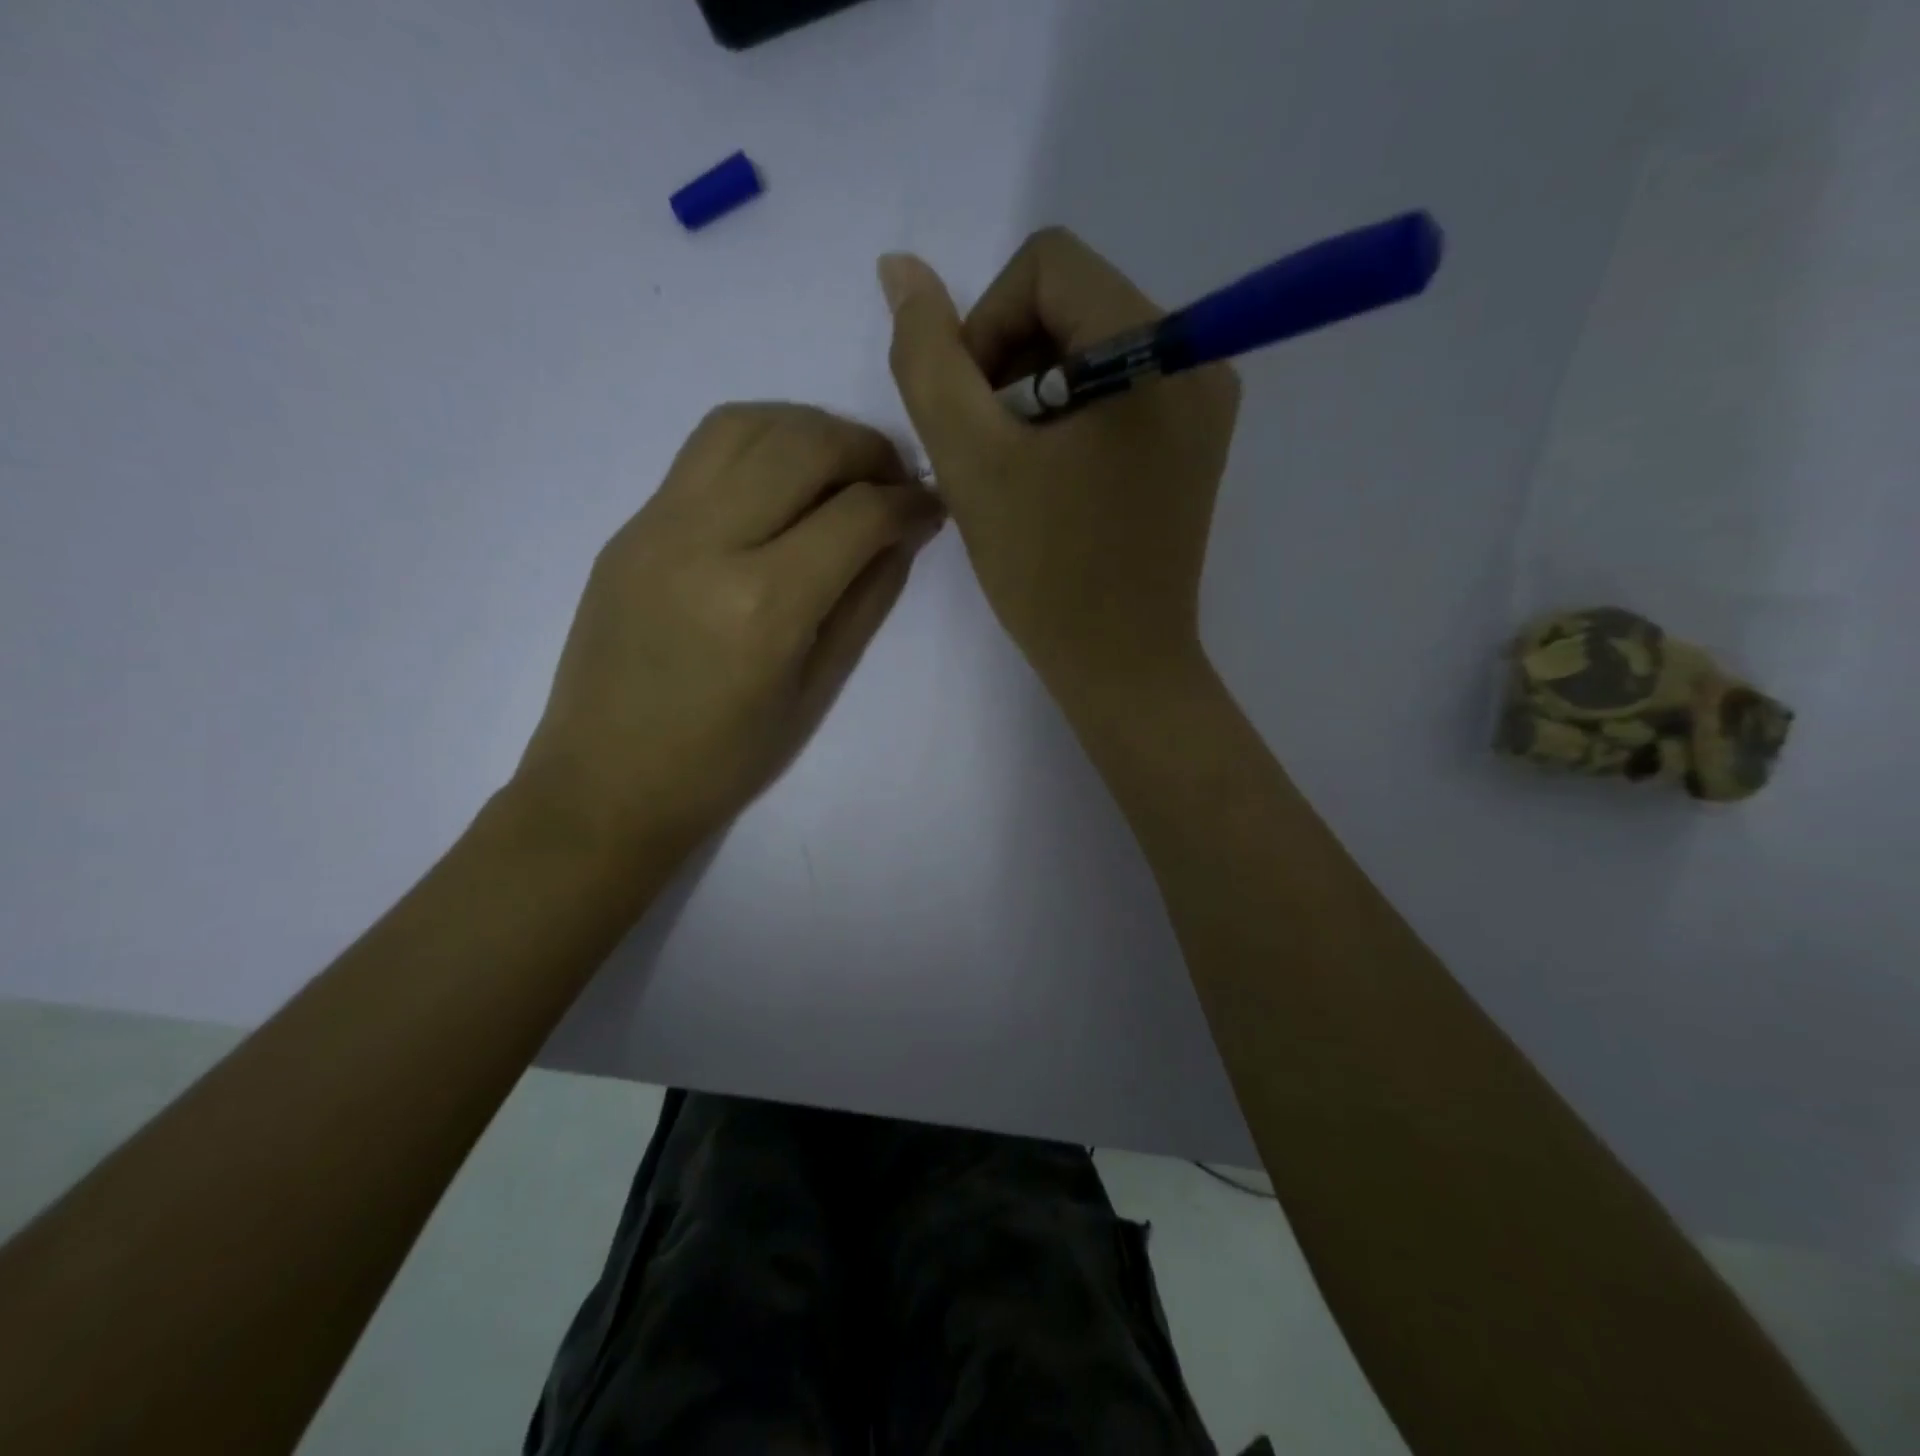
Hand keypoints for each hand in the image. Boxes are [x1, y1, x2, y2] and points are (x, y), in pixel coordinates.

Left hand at [517, 403, 943, 855]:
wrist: (606, 782)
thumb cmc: (723, 761)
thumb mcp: (815, 690)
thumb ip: (865, 602)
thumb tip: (904, 535)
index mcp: (763, 605)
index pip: (857, 515)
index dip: (908, 502)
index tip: (931, 507)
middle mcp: (706, 543)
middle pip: (803, 444)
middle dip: (867, 449)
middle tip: (893, 480)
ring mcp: (657, 525)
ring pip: (746, 424)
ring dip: (809, 429)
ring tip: (839, 467)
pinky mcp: (630, 526)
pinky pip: (703, 452)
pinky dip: (759, 444)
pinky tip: (781, 482)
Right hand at [880, 229, 1239, 701]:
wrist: (1121, 665)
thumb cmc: (1047, 572)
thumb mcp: (972, 461)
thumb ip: (928, 359)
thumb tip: (900, 270)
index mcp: (1155, 348)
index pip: (1047, 266)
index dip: (985, 326)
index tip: (973, 414)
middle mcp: (1196, 357)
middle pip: (1072, 302)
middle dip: (1009, 366)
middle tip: (991, 453)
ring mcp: (1202, 402)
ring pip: (1089, 347)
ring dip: (1032, 396)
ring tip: (1017, 473)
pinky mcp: (1193, 440)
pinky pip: (1115, 390)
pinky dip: (1067, 419)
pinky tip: (1050, 480)